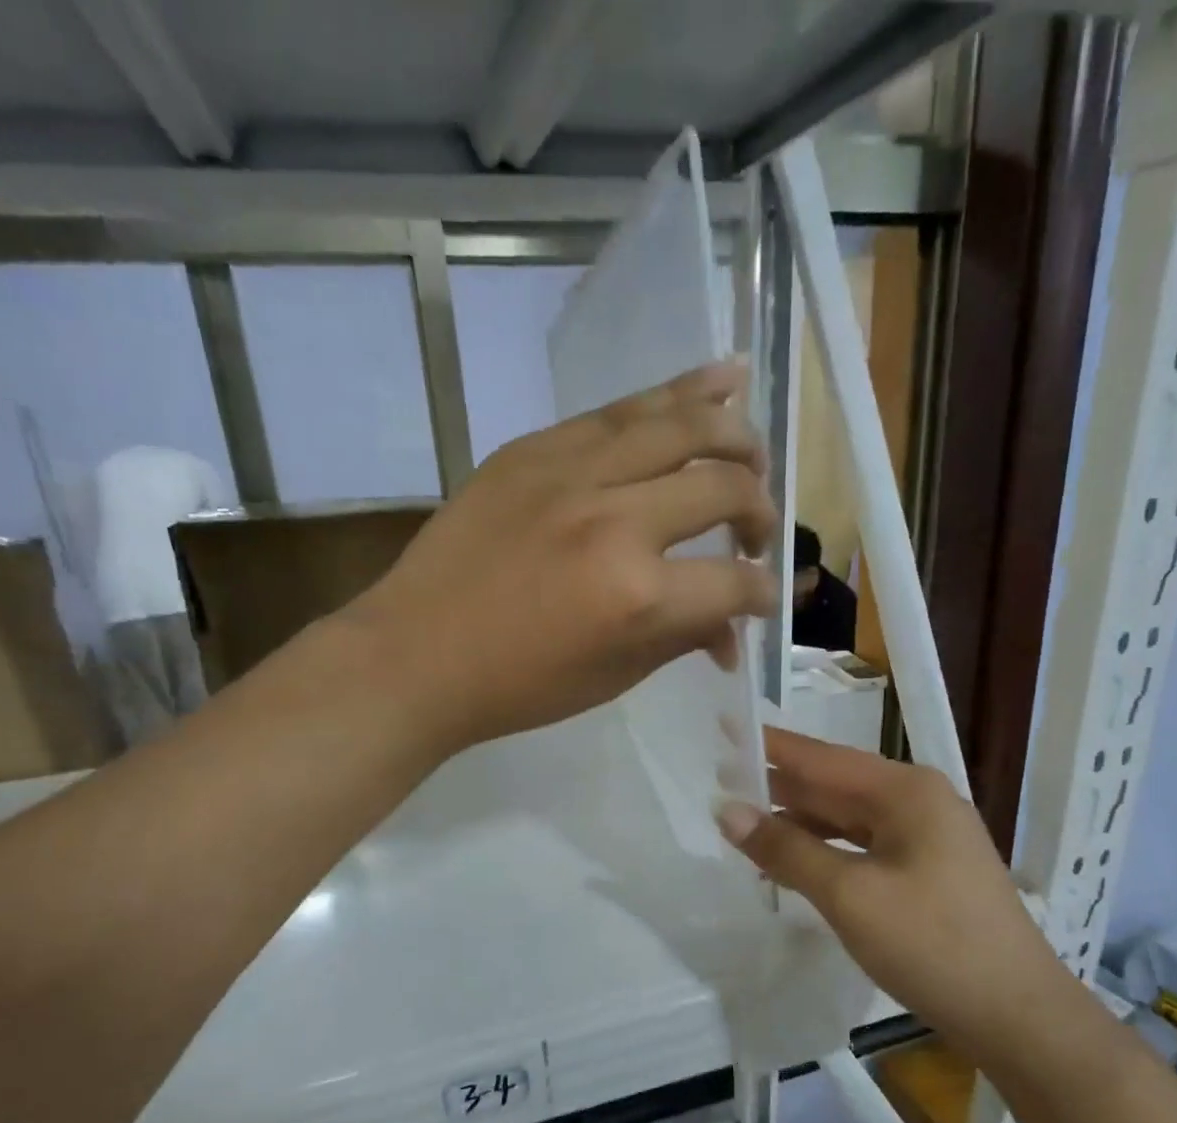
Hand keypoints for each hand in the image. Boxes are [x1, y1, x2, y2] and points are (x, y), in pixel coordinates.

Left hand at [345, 362, 777, 753]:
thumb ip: (680, 640)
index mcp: (638, 596)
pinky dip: (675, 394)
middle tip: (756, 530)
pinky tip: (718, 381)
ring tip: (755, 442)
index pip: (734, 582)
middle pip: (722, 487)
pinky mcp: (534, 450)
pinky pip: (618, 412)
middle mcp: (616, 520)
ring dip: (732, 431)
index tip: (762, 596)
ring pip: (677, 424)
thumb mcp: (611, 677)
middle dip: (759, 510)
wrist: (414, 655)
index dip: (762, 591)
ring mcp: (571, 473)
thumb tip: (729, 631)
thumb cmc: (516, 686)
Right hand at [719, 728, 1062, 1055]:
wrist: (1018, 1017)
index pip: (821, 757)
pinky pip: (863, 846)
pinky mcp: (928, 871)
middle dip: (779, 784)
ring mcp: (927, 837)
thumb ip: (786, 849)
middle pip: (834, 785)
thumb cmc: (932, 944)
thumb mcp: (849, 895)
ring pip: (847, 817)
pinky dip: (825, 850)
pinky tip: (794, 860)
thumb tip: (727, 811)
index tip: (725, 725)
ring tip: (744, 821)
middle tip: (720, 778)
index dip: (770, 745)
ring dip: (799, 821)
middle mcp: (918, 802)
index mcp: (905, 791)